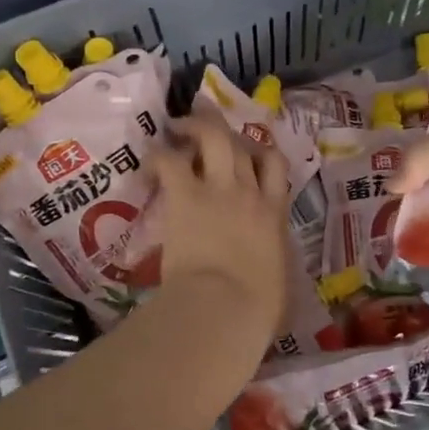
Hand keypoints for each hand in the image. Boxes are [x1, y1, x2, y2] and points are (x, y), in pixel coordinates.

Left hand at [150, 116, 290, 341]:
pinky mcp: (186, 196)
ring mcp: (218, 189)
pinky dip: (159, 155)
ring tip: (176, 125)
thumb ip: (274, 262)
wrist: (226, 307)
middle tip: (205, 122)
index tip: (247, 152)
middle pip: (241, 143)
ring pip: (212, 137)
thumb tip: (269, 268)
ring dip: (193, 126)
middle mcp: (249, 192)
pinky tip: (150, 158)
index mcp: (274, 213)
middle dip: (223, 128)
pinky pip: (170, 161)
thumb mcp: (279, 280)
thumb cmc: (258, 307)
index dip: (261, 152)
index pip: (275, 166)